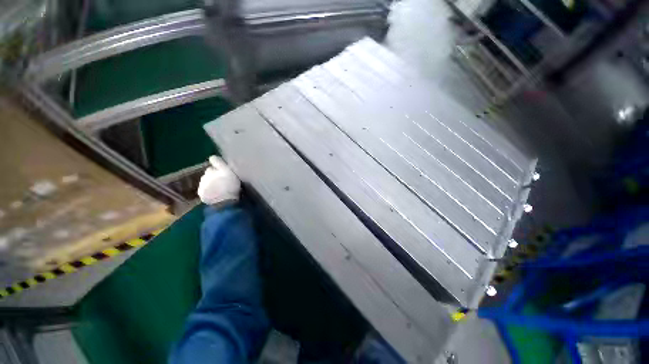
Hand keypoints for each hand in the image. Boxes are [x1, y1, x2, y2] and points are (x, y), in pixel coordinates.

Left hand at [197, 156, 240, 205]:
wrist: (226, 203)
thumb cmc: (232, 188)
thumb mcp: (233, 175)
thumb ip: (223, 166)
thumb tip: (214, 158)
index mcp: (217, 168)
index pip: (214, 159)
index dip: (217, 163)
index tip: (221, 167)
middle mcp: (208, 173)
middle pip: (210, 171)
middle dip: (214, 174)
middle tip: (222, 180)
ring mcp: (203, 183)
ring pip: (206, 179)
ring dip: (211, 182)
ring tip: (219, 188)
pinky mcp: (201, 192)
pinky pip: (203, 188)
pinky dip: (208, 190)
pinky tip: (214, 193)